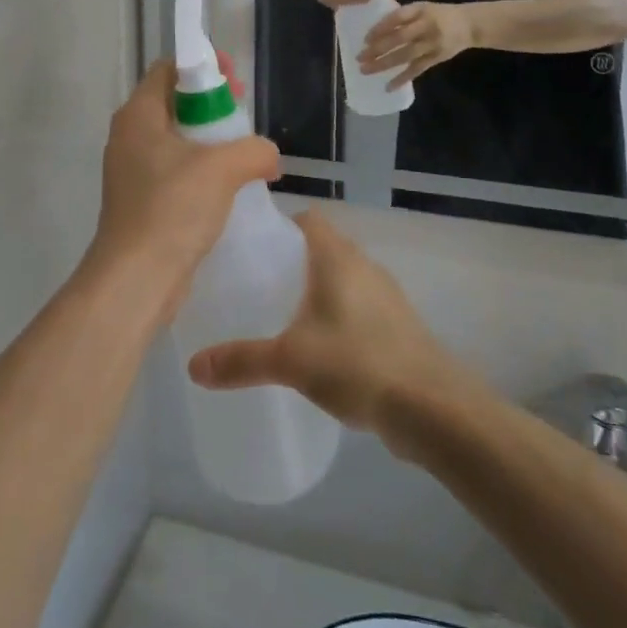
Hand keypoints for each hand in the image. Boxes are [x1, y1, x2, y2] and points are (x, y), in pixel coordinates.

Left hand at [89, 61, 279, 317]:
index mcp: (138, 115)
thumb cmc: (172, 208)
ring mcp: (131, 170)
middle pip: (173, 102)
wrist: (136, 278)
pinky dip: (199, 169)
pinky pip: (173, 170)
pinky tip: (226, 186)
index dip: (202, 68)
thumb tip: (269, 156)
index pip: (168, 70)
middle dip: (210, 105)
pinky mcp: (139, 200)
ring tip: (241, 152)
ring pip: (174, 139)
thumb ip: (254, 150)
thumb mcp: (222, 168)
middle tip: (241, 115)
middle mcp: (129, 136)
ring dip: (207, 140)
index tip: (233, 80)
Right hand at [186, 211, 461, 435]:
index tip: (252, 249)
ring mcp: (386, 296)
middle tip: (258, 287)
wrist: (433, 408)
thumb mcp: (290, 361)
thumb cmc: (357, 362)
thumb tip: (193, 366)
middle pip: (323, 249)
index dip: (280, 226)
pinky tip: (321, 351)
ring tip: (284, 319)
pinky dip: (339, 318)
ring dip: (318, 293)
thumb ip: (242, 360)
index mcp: (337, 256)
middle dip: (293, 264)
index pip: (307, 219)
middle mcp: (363, 265)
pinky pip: (360, 308)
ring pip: (343, 280)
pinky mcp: (399, 327)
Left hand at [359, 1, 473, 87]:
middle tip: (359, 57)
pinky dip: (402, 78)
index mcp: (420, 10)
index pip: (397, 18)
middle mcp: (426, 26)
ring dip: (384, 64)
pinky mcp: (437, 58)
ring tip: (366, 70)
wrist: (469, 24)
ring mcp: (432, 43)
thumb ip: (402, 15)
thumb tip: (374, 27)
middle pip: (399, 38)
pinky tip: (388, 86)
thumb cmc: (438, 14)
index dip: (380, 28)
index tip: (365, 38)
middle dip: (377, 48)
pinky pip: (417, 69)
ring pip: (405, 56)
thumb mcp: (421, 7)